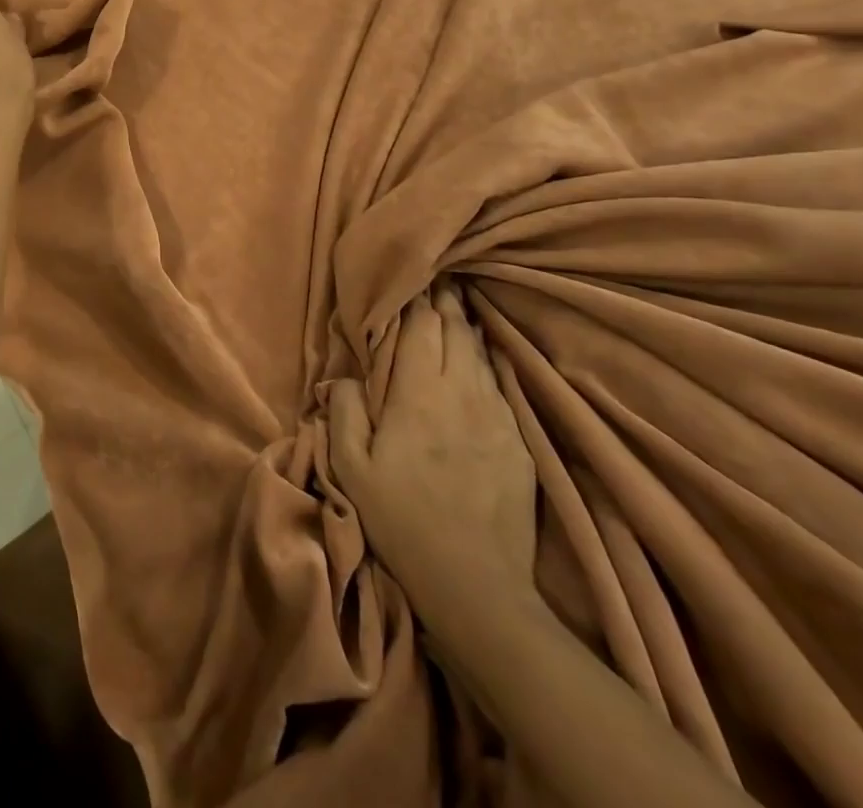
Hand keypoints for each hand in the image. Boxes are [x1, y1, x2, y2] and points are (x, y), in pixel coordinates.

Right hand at [326, 291, 535, 623]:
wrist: (477, 585)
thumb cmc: (400, 519)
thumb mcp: (351, 468)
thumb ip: (345, 411)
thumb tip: (345, 377)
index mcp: (417, 396)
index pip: (417, 330)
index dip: (413, 300)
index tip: (411, 277)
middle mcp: (460, 394)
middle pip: (454, 333)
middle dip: (443, 303)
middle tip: (438, 278)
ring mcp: (495, 417)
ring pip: (480, 354)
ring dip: (466, 326)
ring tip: (459, 304)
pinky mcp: (518, 442)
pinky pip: (501, 385)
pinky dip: (489, 360)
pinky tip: (487, 353)